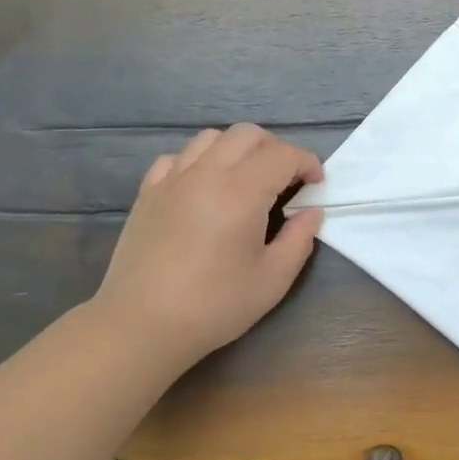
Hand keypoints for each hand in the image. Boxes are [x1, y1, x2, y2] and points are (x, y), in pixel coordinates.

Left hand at [94, 124, 323, 373]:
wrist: (142, 324)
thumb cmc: (214, 305)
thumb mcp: (273, 279)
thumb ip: (299, 238)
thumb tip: (311, 211)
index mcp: (241, 192)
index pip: (283, 155)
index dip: (307, 163)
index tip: (316, 185)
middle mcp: (206, 173)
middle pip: (248, 134)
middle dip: (276, 149)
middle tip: (286, 180)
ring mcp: (172, 179)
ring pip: (211, 138)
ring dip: (237, 150)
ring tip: (246, 179)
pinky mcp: (148, 193)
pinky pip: (177, 158)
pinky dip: (199, 161)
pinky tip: (204, 188)